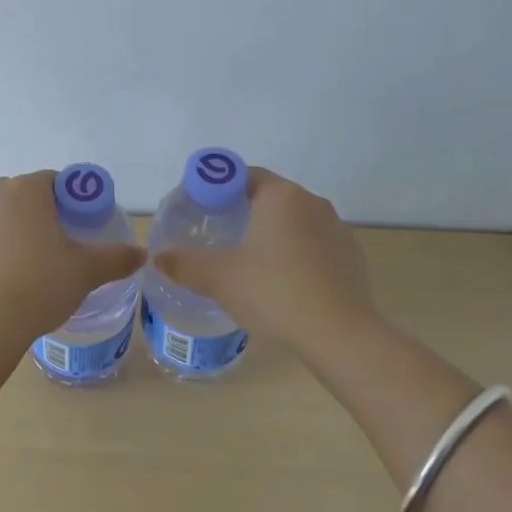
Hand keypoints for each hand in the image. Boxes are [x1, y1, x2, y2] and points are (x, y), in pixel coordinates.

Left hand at [0, 171, 146, 340]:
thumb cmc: (40, 286)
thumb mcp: (86, 272)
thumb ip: (116, 258)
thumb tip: (141, 253)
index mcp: (26, 191)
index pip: (53, 181)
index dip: (68, 200)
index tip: (76, 225)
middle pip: (19, 196)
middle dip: (34, 214)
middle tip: (51, 248)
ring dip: (3, 231)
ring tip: (18, 267)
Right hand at [152, 167, 378, 353]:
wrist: (340, 336)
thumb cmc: (274, 292)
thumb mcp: (219, 278)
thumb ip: (184, 263)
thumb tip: (159, 256)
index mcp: (281, 195)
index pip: (243, 175)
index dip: (218, 188)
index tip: (202, 211)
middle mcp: (312, 202)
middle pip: (270, 197)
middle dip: (244, 212)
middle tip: (220, 237)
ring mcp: (337, 229)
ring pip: (294, 222)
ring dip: (273, 235)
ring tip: (251, 265)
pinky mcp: (352, 256)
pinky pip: (315, 246)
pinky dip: (297, 256)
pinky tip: (285, 284)